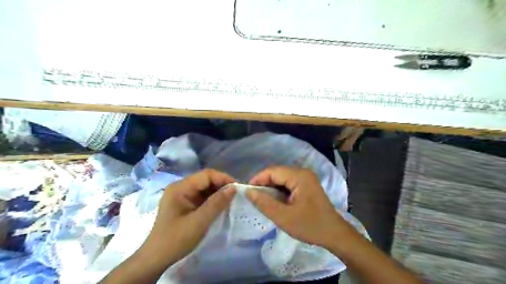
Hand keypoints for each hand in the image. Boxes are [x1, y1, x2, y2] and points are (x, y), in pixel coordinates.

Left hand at [141, 168, 236, 265]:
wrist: (156, 258)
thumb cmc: (176, 240)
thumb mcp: (199, 221)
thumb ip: (217, 203)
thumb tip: (234, 188)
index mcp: (180, 187)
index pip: (206, 175)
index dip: (223, 178)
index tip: (238, 188)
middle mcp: (180, 187)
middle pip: (205, 179)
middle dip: (222, 185)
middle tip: (237, 195)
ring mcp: (182, 195)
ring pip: (205, 187)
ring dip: (218, 193)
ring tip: (231, 200)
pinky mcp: (184, 203)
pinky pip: (202, 196)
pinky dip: (212, 199)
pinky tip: (221, 205)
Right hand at [246, 167, 350, 247]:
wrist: (335, 234)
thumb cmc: (310, 226)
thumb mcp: (283, 217)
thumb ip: (264, 203)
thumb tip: (248, 192)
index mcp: (299, 176)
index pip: (272, 171)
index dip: (258, 179)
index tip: (247, 192)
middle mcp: (303, 173)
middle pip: (277, 173)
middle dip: (264, 184)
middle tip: (255, 198)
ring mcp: (306, 178)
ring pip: (282, 178)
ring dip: (271, 188)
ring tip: (264, 201)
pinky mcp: (307, 185)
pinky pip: (288, 183)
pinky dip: (280, 191)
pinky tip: (276, 201)